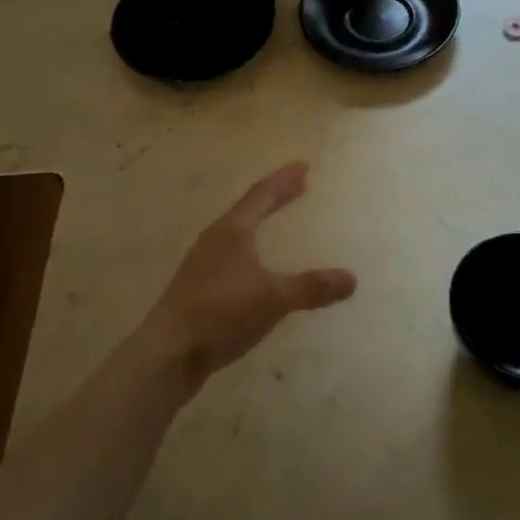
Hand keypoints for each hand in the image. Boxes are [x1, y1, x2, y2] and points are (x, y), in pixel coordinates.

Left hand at [141, 161, 357, 381]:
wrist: (168, 353)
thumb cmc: (220, 313)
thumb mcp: (272, 298)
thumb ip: (311, 287)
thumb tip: (351, 279)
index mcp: (232, 231)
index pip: (261, 195)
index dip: (283, 181)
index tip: (303, 166)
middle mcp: (216, 240)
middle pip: (248, 210)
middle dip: (274, 197)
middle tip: (297, 186)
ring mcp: (204, 265)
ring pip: (237, 233)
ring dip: (260, 222)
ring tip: (276, 221)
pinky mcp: (199, 289)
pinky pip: (233, 257)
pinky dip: (252, 251)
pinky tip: (258, 268)